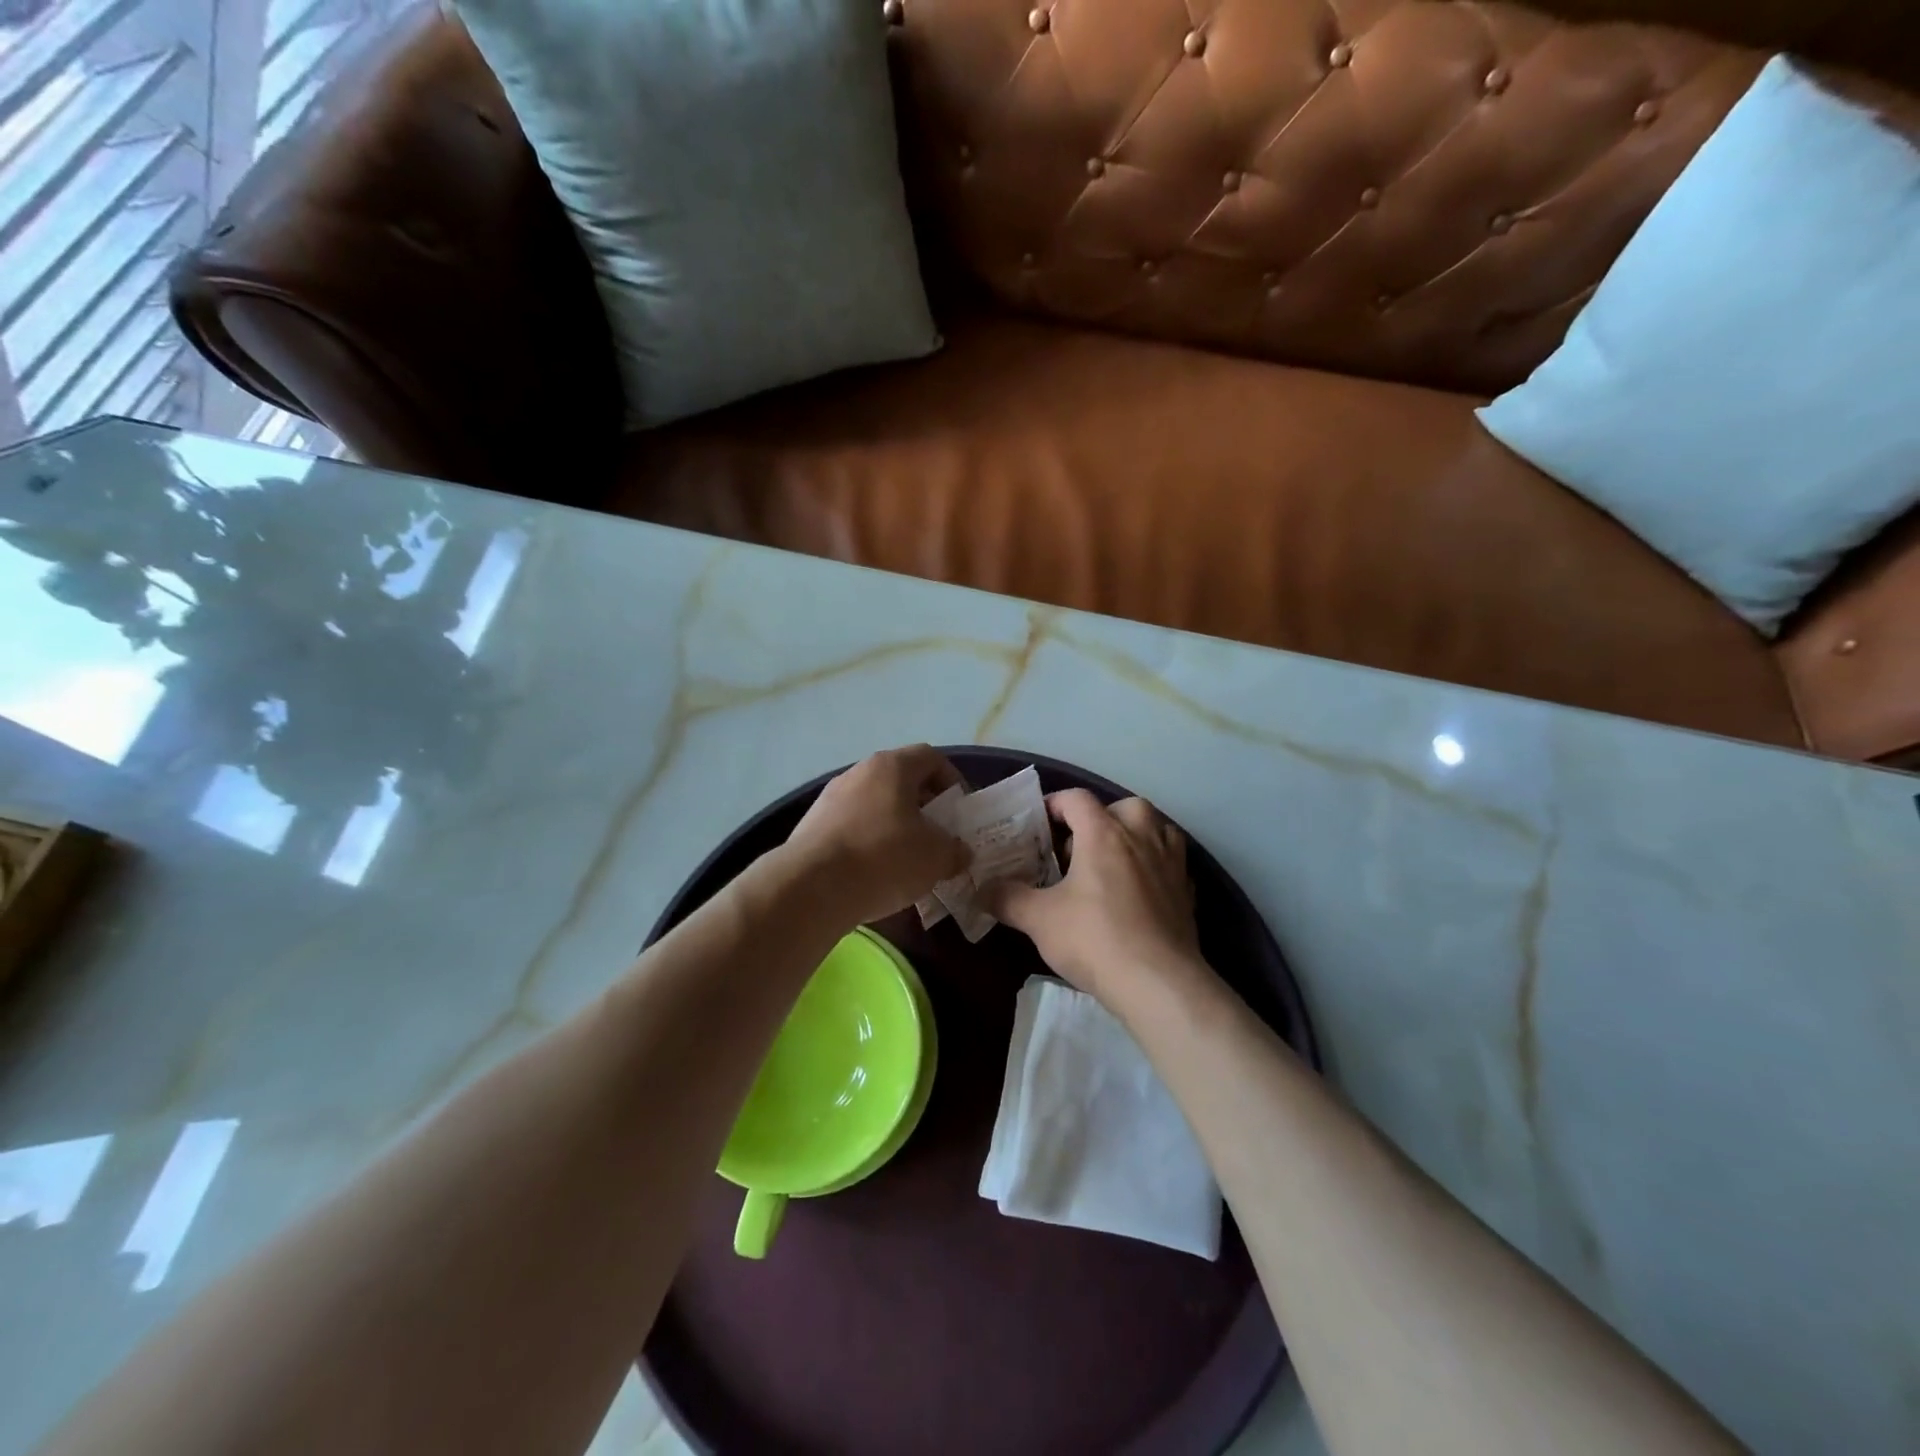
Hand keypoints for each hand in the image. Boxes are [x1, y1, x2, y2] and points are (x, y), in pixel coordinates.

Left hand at [783, 745, 970, 926]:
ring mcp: (830, 798)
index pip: (931, 758)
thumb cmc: (884, 857)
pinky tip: (875, 874)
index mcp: (892, 766)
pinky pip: (852, 827)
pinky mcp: (812, 826)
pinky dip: (869, 843)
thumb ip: (955, 850)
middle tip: (937, 837)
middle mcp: (858, 773)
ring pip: (874, 805)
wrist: (811, 887)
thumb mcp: (936, 857)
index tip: (959, 811)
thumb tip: (959, 852)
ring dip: (895, 827)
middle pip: (900, 781)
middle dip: (924, 808)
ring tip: (907, 861)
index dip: (952, 780)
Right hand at [985, 789, 1207, 1008]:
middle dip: (1101, 818)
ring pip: (1157, 829)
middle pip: (1125, 806)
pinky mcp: (1188, 893)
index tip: (1038, 824)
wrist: (1158, 983)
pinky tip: (1141, 891)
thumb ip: (1007, 899)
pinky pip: (1172, 864)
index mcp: (1104, 834)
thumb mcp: (1038, 920)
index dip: (1055, 804)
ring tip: (1114, 862)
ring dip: (1136, 836)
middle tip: (1079, 847)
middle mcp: (1142, 838)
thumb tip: (981, 890)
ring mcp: (1170, 864)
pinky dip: (1156, 867)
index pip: (1077, 799)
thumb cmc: (1094, 939)